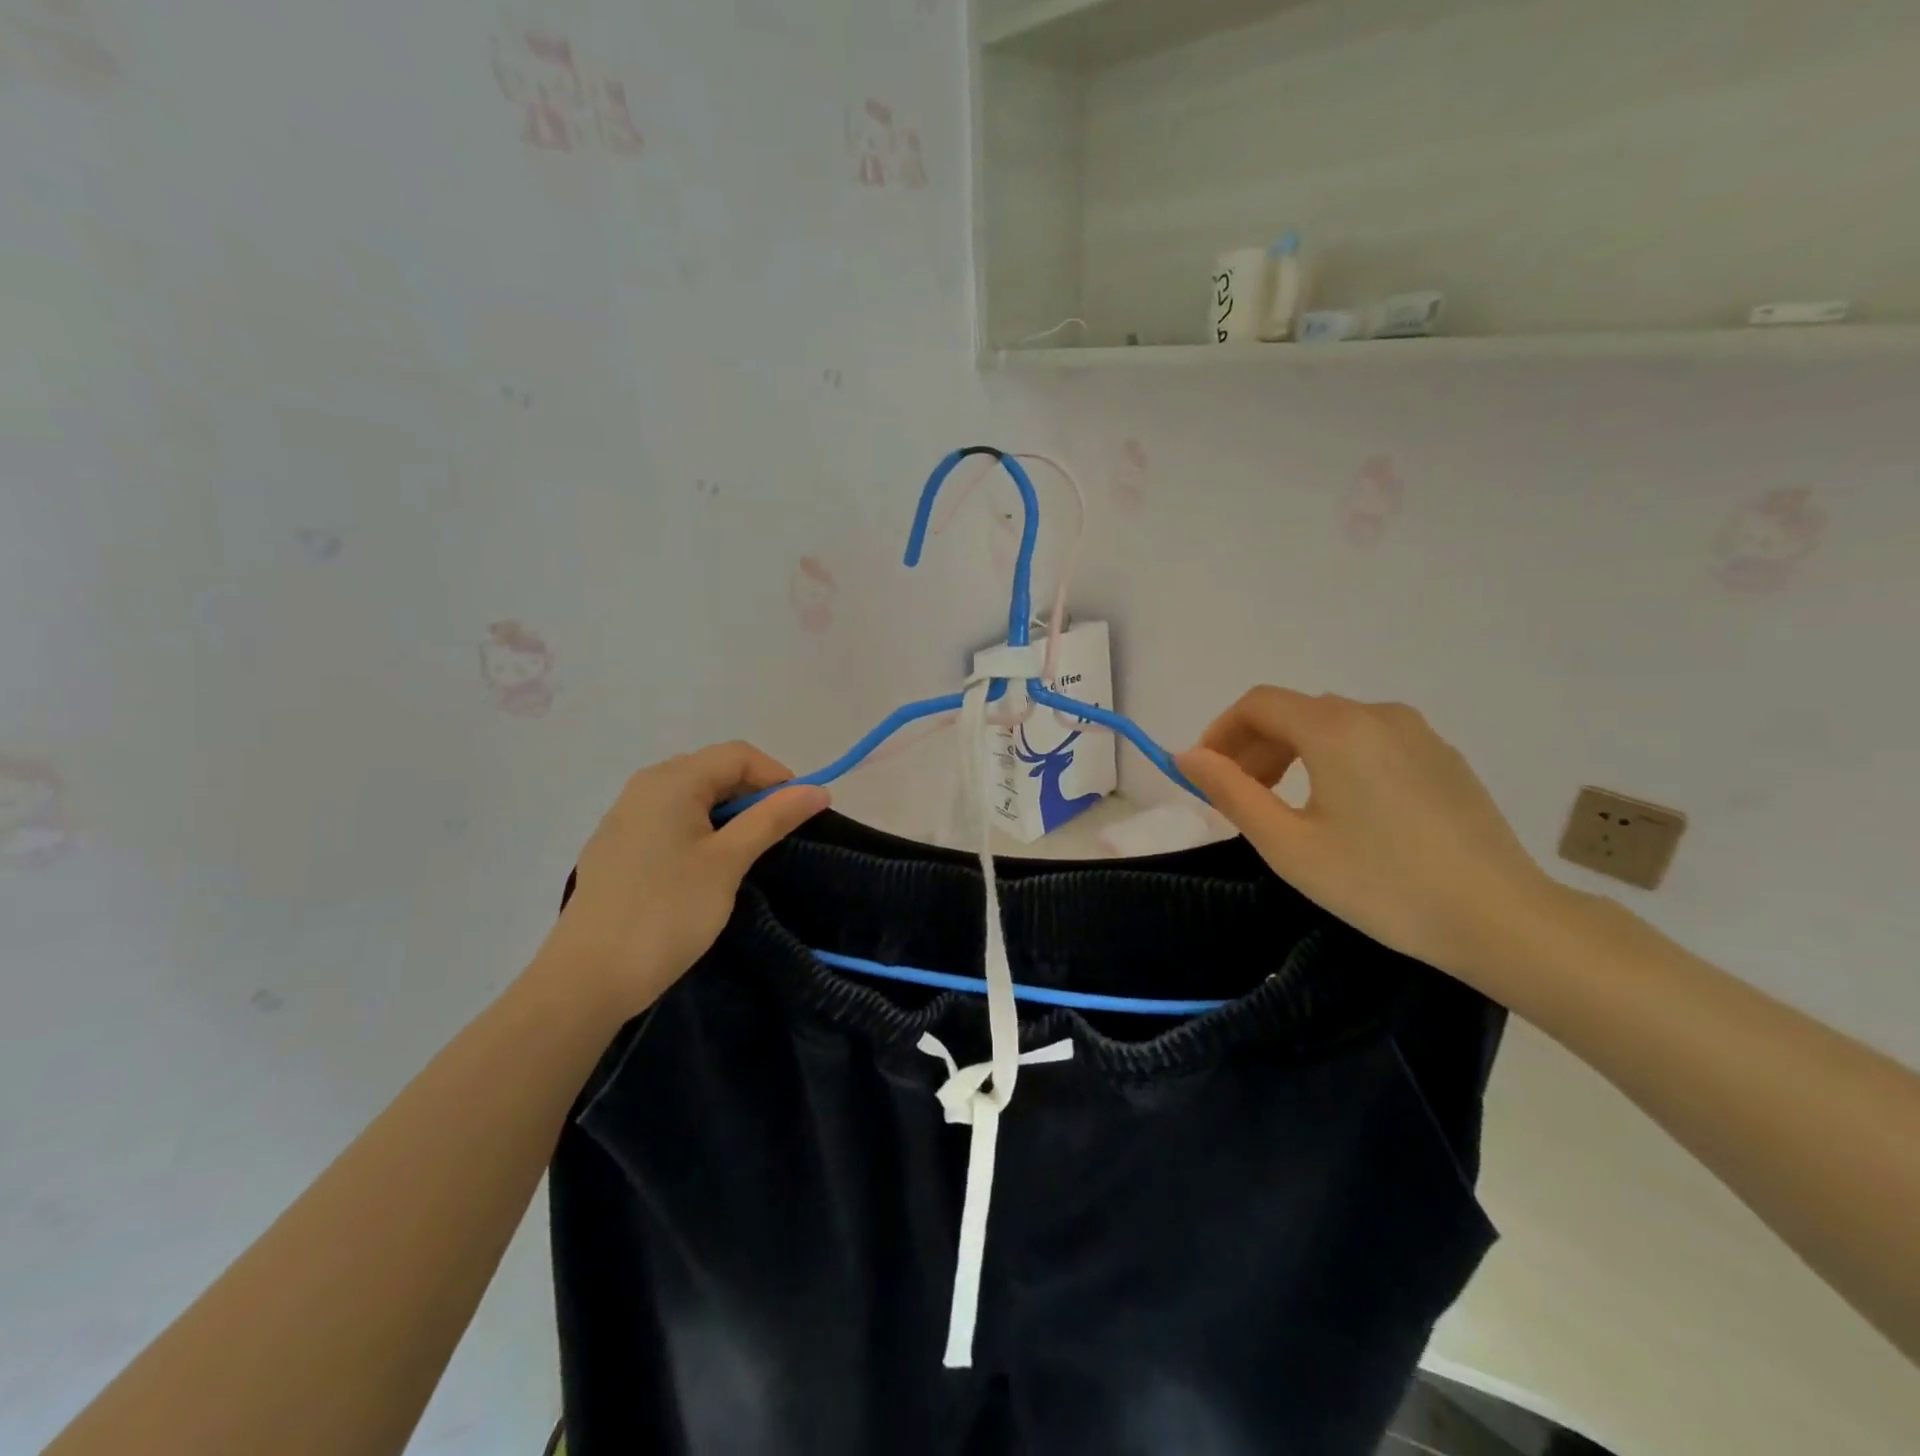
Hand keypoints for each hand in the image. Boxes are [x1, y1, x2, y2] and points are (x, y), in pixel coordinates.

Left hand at [539, 743, 829, 1015]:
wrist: (588, 979)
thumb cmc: (667, 912)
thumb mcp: (728, 862)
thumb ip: (771, 819)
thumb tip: (817, 790)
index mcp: (671, 781)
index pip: (737, 755)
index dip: (777, 776)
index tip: (800, 815)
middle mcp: (644, 787)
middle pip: (712, 769)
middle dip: (752, 793)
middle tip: (776, 835)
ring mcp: (624, 818)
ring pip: (690, 797)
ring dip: (726, 814)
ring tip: (745, 854)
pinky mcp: (616, 848)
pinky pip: (668, 821)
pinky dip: (697, 831)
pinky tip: (703, 869)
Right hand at [1177, 688, 1558, 982]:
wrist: (1502, 919)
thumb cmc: (1381, 883)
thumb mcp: (1288, 845)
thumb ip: (1231, 792)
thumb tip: (1187, 757)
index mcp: (1334, 728)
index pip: (1257, 704)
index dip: (1220, 732)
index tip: (1205, 775)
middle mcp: (1376, 714)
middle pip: (1295, 712)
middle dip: (1254, 747)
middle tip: (1240, 799)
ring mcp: (1417, 733)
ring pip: (1333, 725)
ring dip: (1293, 754)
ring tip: (1286, 807)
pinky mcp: (1443, 757)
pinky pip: (1370, 741)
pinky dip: (1335, 760)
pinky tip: (1343, 811)